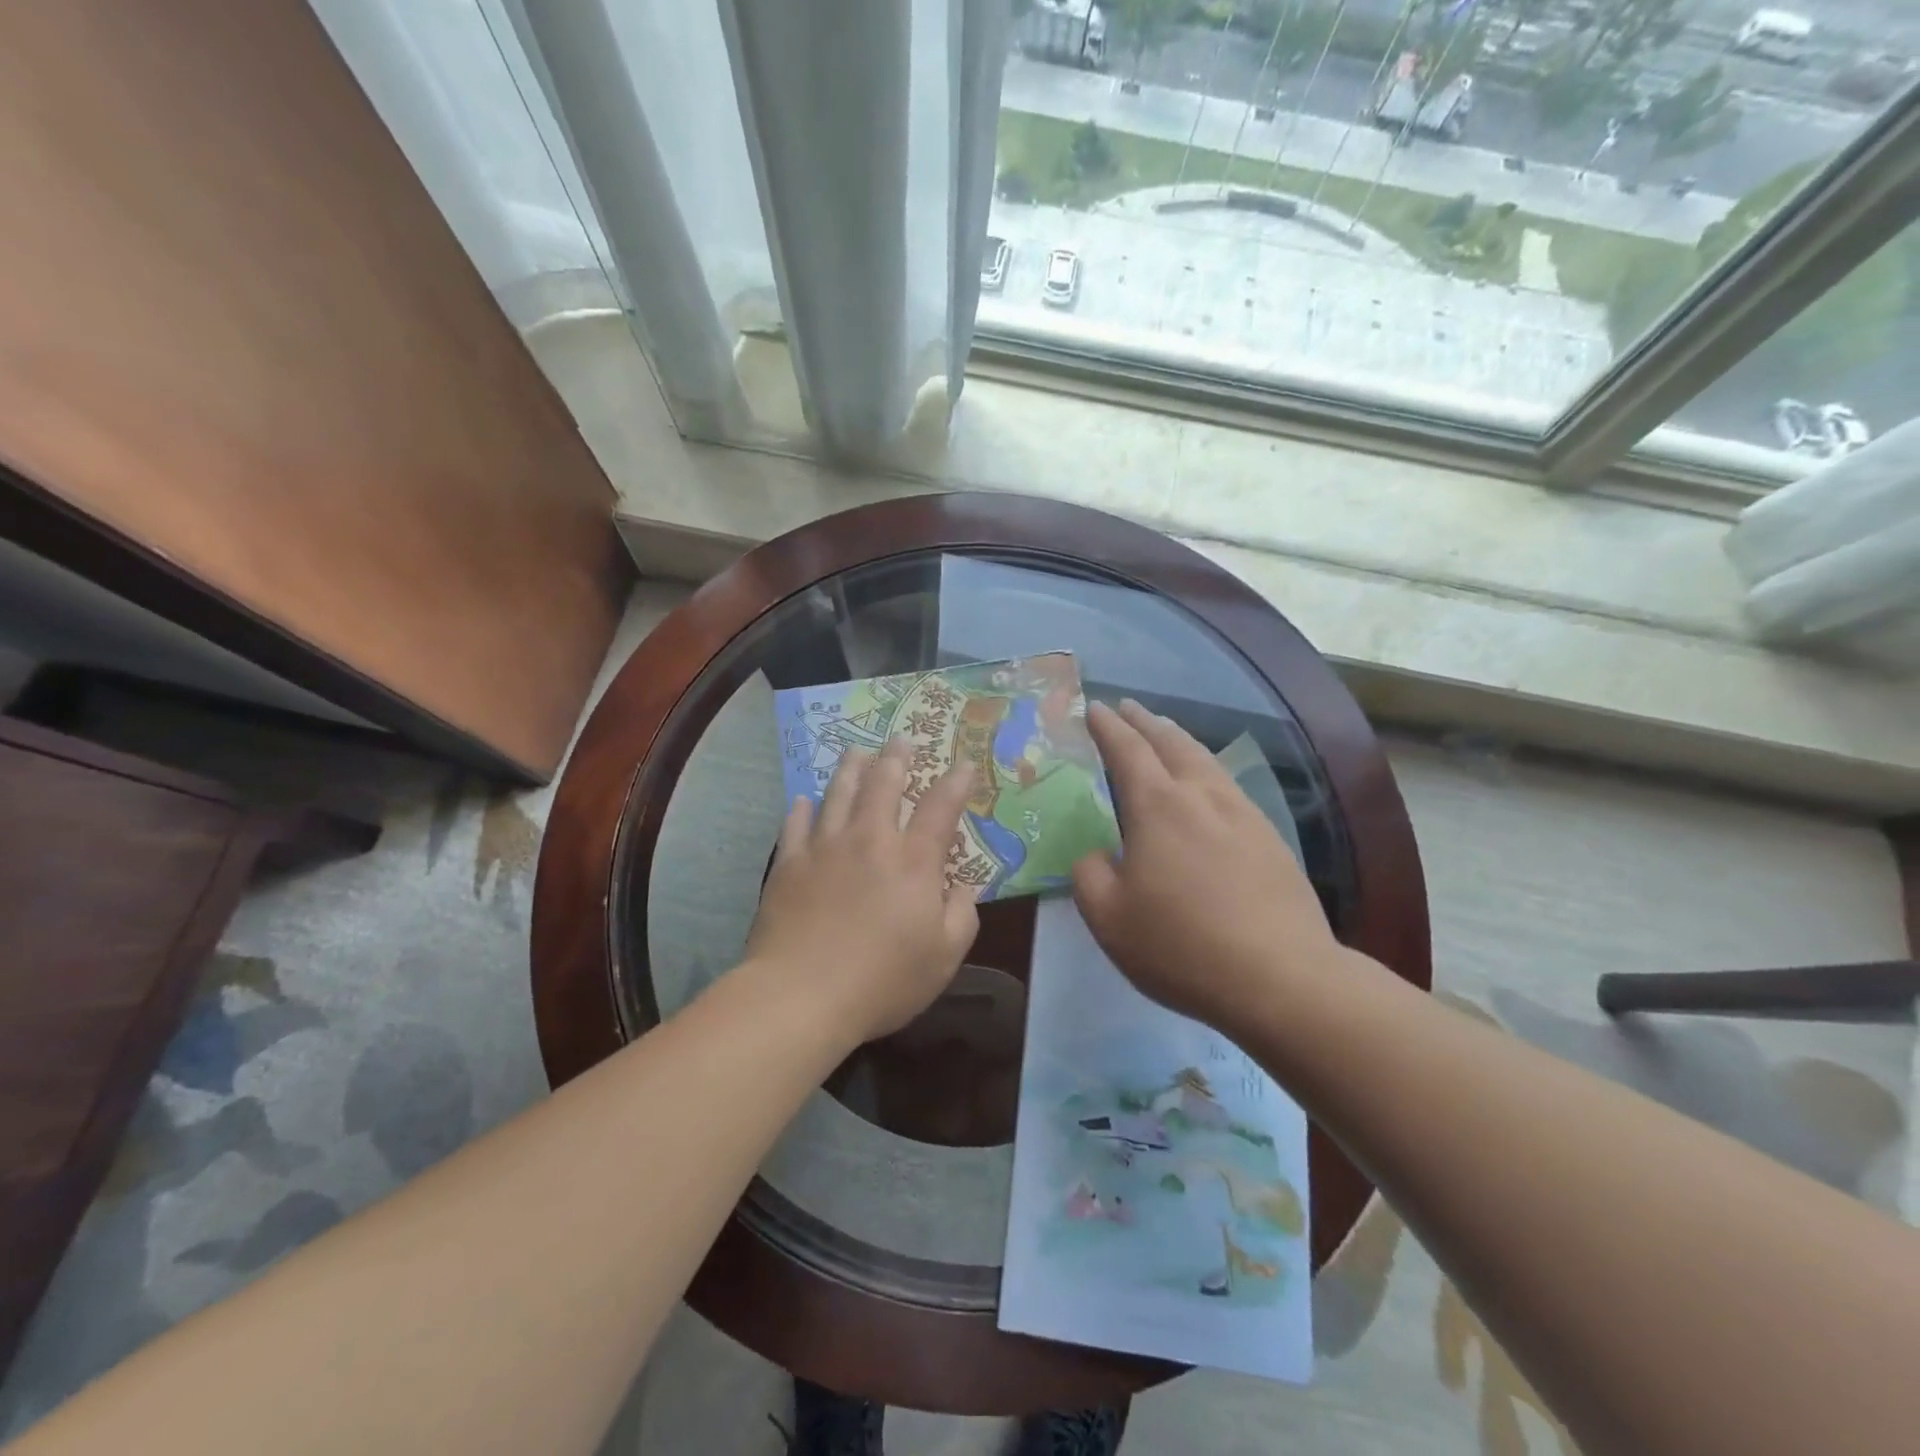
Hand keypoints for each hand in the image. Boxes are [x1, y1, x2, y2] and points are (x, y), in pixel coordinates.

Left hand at [745, 737, 980, 1045]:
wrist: (800, 995)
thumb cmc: (882, 981)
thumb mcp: (943, 958)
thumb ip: (962, 915)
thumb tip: (965, 885)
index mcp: (913, 862)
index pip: (940, 808)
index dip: (955, 782)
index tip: (963, 763)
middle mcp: (870, 841)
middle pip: (883, 784)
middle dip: (896, 758)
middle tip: (901, 739)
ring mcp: (825, 848)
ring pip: (839, 793)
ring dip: (851, 768)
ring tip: (858, 750)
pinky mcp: (789, 864)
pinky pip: (796, 823)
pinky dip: (803, 807)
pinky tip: (805, 799)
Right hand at [1071, 700, 1346, 1035]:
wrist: (1282, 978)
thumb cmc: (1182, 946)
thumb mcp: (1108, 918)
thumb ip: (1089, 874)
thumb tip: (1097, 853)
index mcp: (1157, 806)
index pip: (1126, 749)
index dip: (1106, 726)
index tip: (1092, 707)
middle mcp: (1201, 796)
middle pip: (1171, 741)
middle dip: (1144, 720)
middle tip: (1126, 707)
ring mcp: (1243, 813)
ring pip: (1205, 759)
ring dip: (1178, 739)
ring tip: (1164, 733)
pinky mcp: (1270, 838)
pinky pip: (1228, 786)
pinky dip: (1206, 769)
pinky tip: (1207, 786)